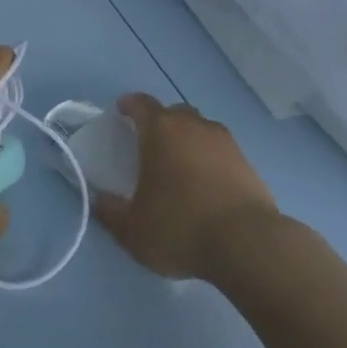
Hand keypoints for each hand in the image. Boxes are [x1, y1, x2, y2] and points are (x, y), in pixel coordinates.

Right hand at [93, 93, 278, 279]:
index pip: (141, 103)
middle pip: (174, 112)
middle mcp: (193, 126)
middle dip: (161, 122)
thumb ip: (110, 212)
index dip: (130, 105)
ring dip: (189, 139)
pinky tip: (207, 184)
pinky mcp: (247, 163)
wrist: (247, 244)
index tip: (122, 110)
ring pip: (201, 129)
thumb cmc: (180, 227)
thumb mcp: (132, 229)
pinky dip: (211, 160)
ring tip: (181, 165)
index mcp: (161, 130)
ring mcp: (225, 142)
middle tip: (151, 143)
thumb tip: (99, 200)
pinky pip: (222, 151)